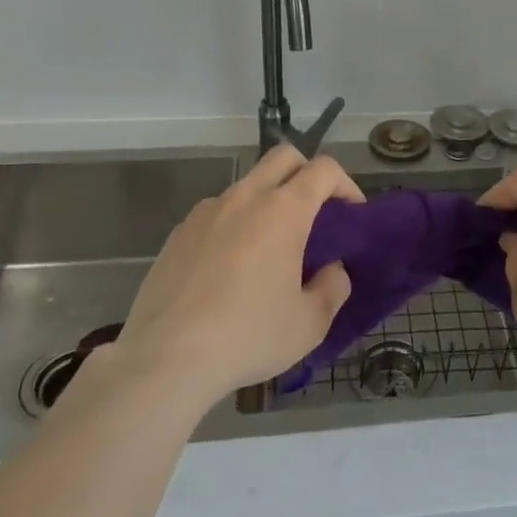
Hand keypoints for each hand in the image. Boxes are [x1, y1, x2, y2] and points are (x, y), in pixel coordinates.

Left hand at [112, 147, 360, 408]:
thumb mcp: (310, 323)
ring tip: (271, 248)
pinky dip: (236, 224)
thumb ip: (333, 287)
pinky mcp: (179, 233)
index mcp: (283, 210)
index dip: (346, 185)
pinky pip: (218, 212)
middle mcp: (245, 197)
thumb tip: (332, 270)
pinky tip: (231, 268)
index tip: (352, 214)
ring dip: (269, 200)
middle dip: (307, 174)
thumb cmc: (247, 336)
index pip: (324, 169)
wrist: (165, 359)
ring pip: (248, 184)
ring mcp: (207, 211)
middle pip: (284, 157)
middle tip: (316, 213)